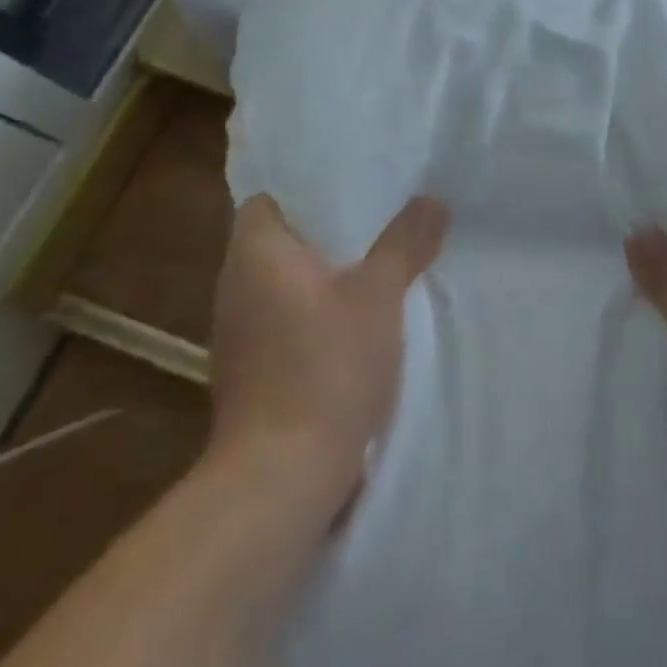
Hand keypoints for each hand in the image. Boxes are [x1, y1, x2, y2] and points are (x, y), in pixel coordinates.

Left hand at [207, 193, 447, 498]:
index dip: (302, 191)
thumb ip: (404, 242)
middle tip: (376, 218)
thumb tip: (431, 200)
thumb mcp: (379, 295)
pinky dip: (313, 315)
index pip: (264, 201)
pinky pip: (284, 323)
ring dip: (320, 277)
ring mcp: (238, 337)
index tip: (346, 187)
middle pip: (277, 243)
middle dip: (323, 233)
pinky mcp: (250, 376)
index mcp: (255, 256)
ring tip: (372, 264)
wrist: (280, 479)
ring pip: (282, 286)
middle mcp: (235, 289)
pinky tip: (353, 323)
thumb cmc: (325, 366)